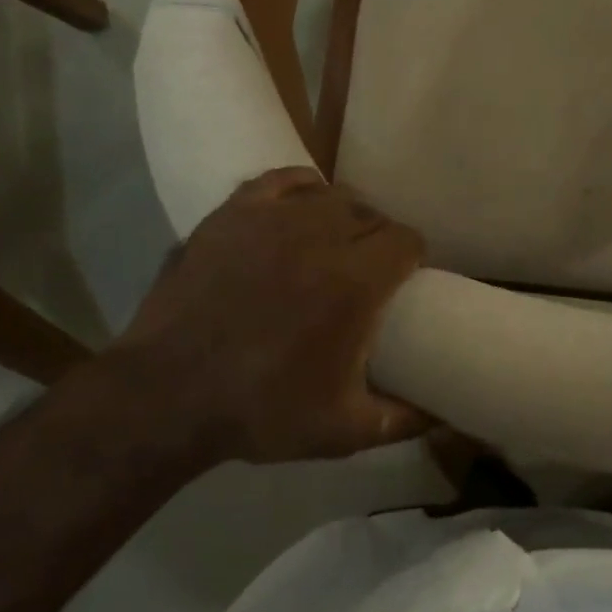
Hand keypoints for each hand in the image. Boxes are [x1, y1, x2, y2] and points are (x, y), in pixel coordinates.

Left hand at [116, 168, 431, 463]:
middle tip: (368, 268)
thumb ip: (403, 420)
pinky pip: (282, 179)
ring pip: (331, 195)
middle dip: (380, 237)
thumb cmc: (260, 411)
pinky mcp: (233, 213)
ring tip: (334, 241)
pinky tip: (300, 207)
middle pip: (372, 214)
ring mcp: (272, 219)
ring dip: (344, 214)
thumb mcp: (342, 431)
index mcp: (355, 281)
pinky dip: (301, 189)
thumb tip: (446, 416)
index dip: (411, 256)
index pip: (406, 239)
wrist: (166, 395)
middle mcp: (321, 236)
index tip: (405, 277)